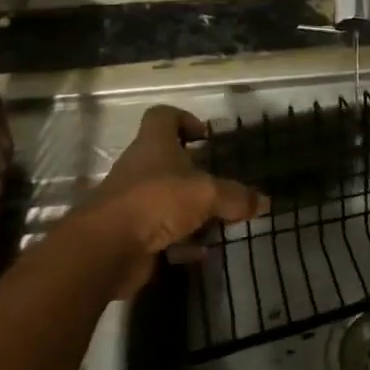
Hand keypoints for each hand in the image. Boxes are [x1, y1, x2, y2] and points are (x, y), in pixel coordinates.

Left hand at [62, 105, 263, 264]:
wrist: (105, 249)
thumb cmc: (157, 202)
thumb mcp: (207, 194)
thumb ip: (236, 197)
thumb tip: (264, 202)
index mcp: (154, 145)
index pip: (162, 116)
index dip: (184, 120)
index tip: (205, 137)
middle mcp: (139, 168)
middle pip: (167, 161)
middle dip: (195, 174)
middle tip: (220, 186)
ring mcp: (131, 202)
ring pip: (165, 199)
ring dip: (190, 210)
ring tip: (217, 222)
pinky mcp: (128, 233)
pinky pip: (160, 232)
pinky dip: (180, 241)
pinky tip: (199, 253)